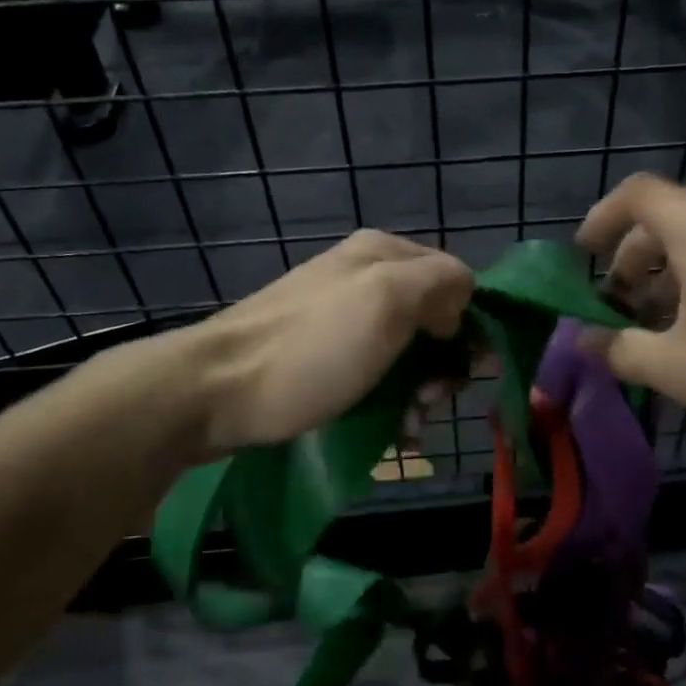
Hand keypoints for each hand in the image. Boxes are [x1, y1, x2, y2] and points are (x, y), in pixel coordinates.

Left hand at [161, 230, 473, 458]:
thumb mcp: (387, 300)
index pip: (456, 279)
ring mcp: (341, 317)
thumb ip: (440, 282)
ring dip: (419, 391)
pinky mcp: (323, 355)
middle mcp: (365, 277)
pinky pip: (376, 373)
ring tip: (409, 426)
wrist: (217, 391)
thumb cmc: (313, 348)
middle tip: (429, 400)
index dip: (468, 322)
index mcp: (384, 253)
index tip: (462, 367)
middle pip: (433, 318)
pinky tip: (392, 431)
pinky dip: (391, 401)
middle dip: (441, 364)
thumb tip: (463, 297)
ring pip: (407, 352)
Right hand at [577, 174, 685, 445]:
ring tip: (659, 329)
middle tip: (617, 308)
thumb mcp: (678, 367)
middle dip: (631, 261)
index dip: (600, 218)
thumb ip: (621, 350)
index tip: (582, 257)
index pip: (636, 194)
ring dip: (669, 277)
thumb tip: (583, 342)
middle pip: (667, 219)